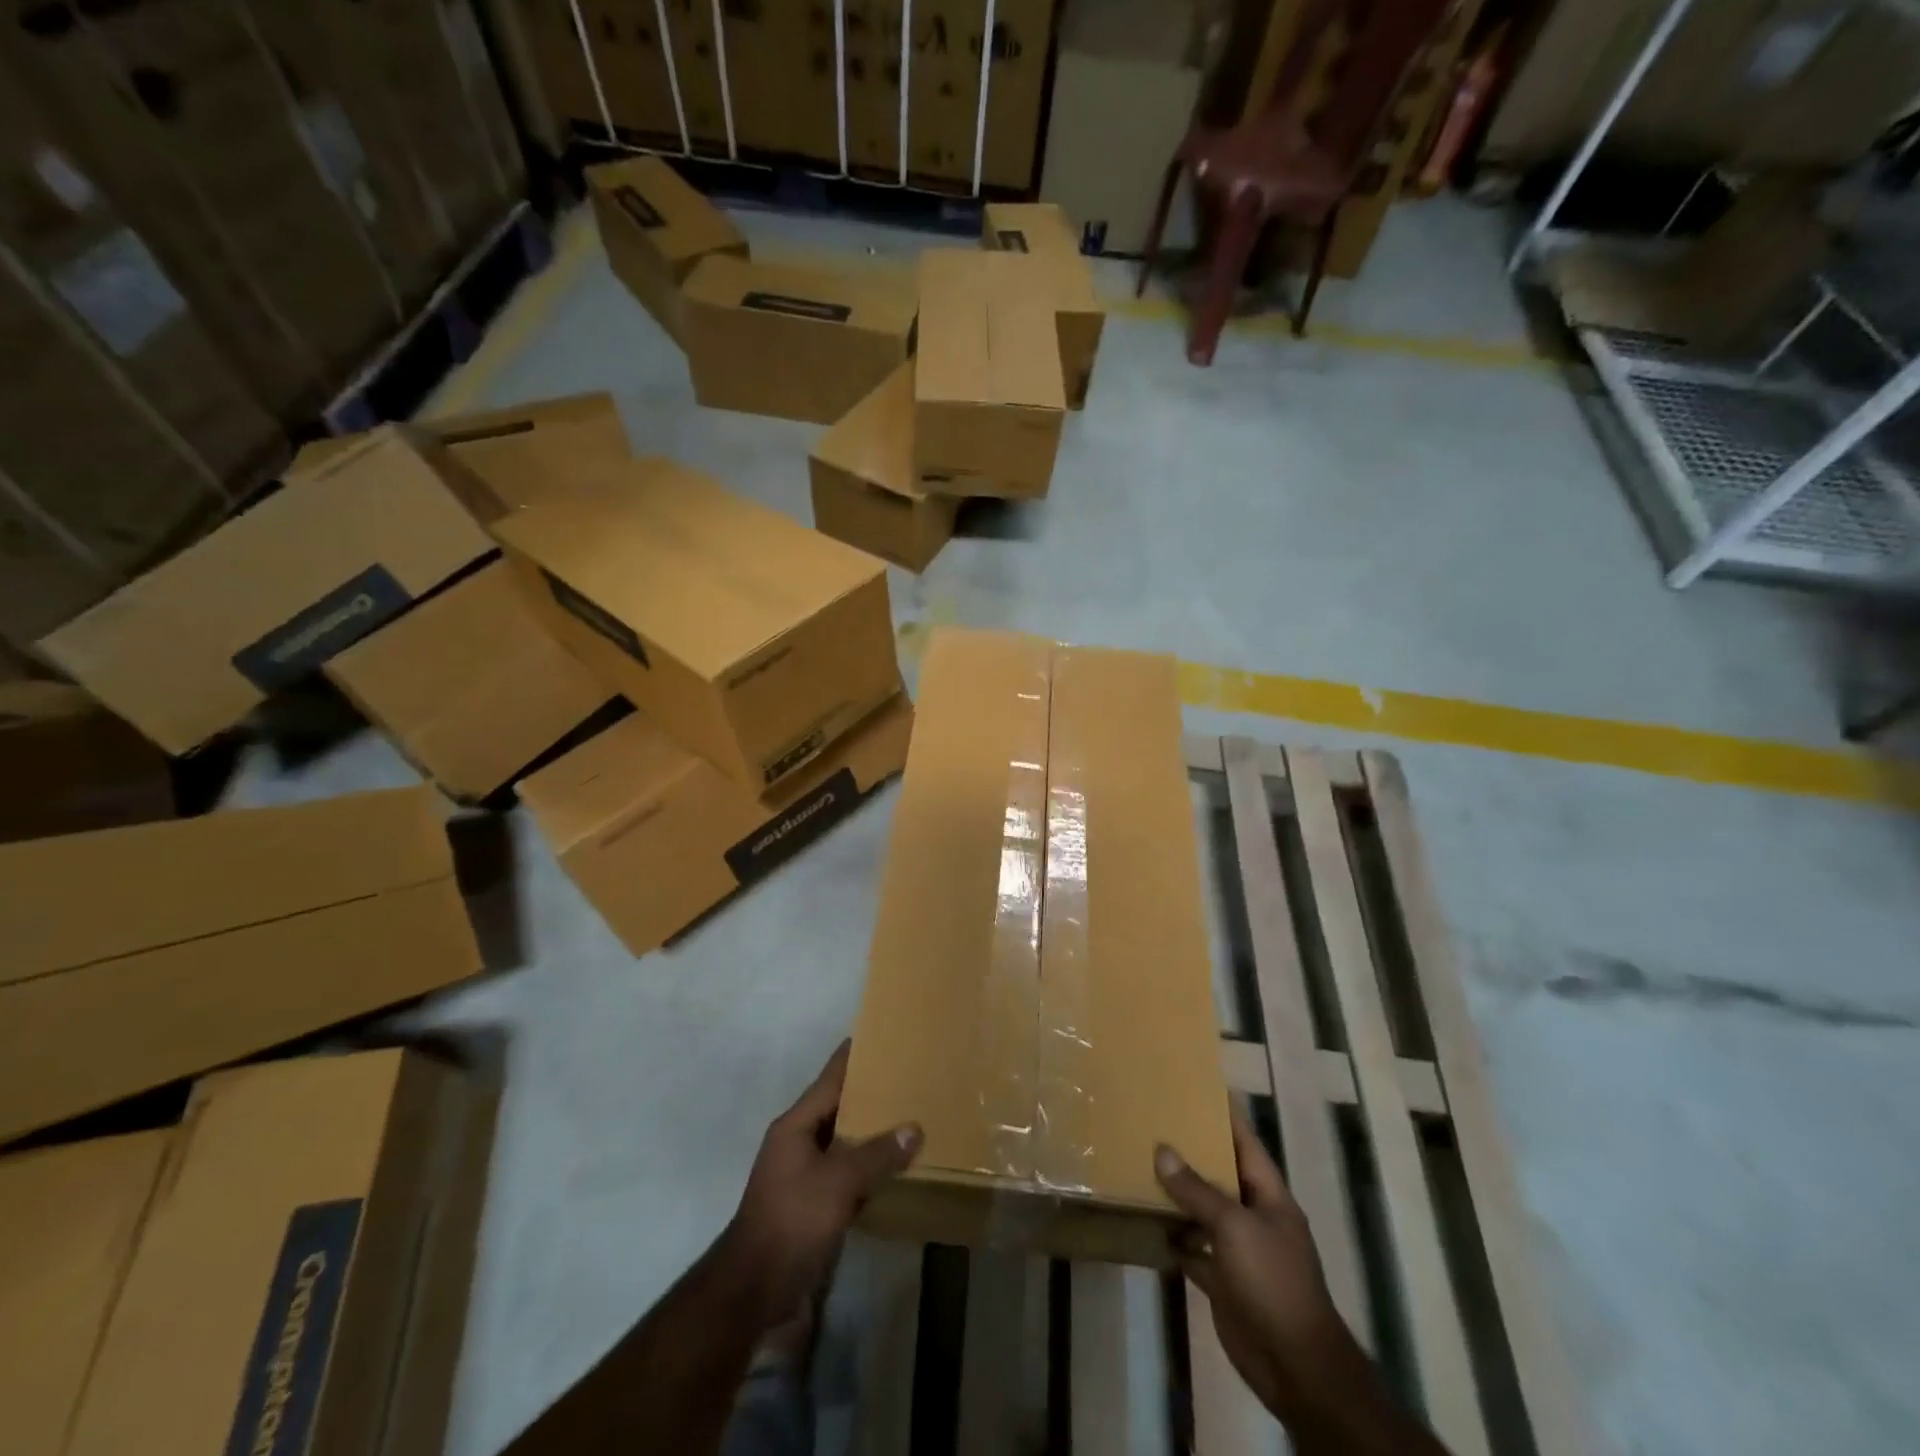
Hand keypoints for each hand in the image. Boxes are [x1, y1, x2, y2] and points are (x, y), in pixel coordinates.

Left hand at [723, 1040, 921, 1327]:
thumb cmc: (792, 1221)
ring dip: (873, 1133)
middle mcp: (798, 1142)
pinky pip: (847, 1174)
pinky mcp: (813, 1205)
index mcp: (796, 1125)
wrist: (754, 1290)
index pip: (830, 1078)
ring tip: (911, 1117)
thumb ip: (877, 1154)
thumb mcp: (838, 1182)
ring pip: (845, 1142)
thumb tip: (914, 1128)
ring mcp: (804, 1175)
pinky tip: (897, 1168)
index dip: (854, 1056)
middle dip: (871, 1094)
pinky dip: (869, 1168)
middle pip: (839, 1107)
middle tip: (909, 1076)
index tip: (880, 1034)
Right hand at [1155, 1105, 1352, 1420]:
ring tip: (1140, 1161)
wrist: (1293, 1364)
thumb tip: (1162, 1150)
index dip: (1226, 1114)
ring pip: (1203, 1211)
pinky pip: (1193, 1249)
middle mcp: (1254, 1216)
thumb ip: (1197, 1189)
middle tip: (1155, 1120)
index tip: (1200, 1085)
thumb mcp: (1234, 1225)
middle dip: (1192, 1151)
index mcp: (1269, 1195)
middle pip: (1220, 1174)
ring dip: (1177, 1194)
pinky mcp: (1222, 1280)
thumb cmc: (1272, 1280)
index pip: (1246, 1142)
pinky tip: (1145, 1221)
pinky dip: (1172, 1237)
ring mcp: (1238, 1249)